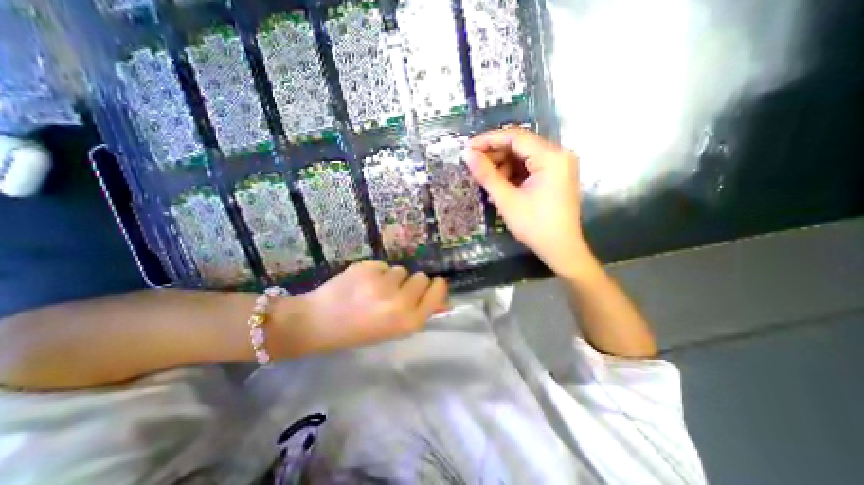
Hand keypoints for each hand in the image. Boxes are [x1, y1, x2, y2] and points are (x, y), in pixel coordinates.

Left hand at [282, 261, 449, 352]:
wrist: (318, 323)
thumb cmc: (360, 331)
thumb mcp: (395, 329)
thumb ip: (420, 312)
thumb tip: (444, 301)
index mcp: (409, 321)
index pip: (437, 291)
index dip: (435, 286)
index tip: (430, 285)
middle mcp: (400, 302)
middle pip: (421, 277)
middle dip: (411, 283)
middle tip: (393, 293)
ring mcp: (383, 283)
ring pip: (401, 269)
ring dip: (392, 278)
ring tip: (373, 290)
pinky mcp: (368, 268)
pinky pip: (384, 265)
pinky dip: (376, 272)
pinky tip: (361, 284)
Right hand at [467, 126, 595, 279]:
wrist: (560, 249)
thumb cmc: (534, 225)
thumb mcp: (507, 199)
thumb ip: (486, 174)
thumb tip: (467, 154)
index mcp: (551, 157)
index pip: (516, 137)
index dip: (489, 140)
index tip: (468, 148)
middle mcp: (559, 155)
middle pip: (521, 145)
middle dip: (495, 154)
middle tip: (474, 165)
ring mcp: (559, 165)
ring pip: (524, 156)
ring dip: (503, 165)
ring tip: (487, 180)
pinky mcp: (556, 176)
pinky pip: (530, 167)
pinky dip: (514, 173)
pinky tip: (501, 185)